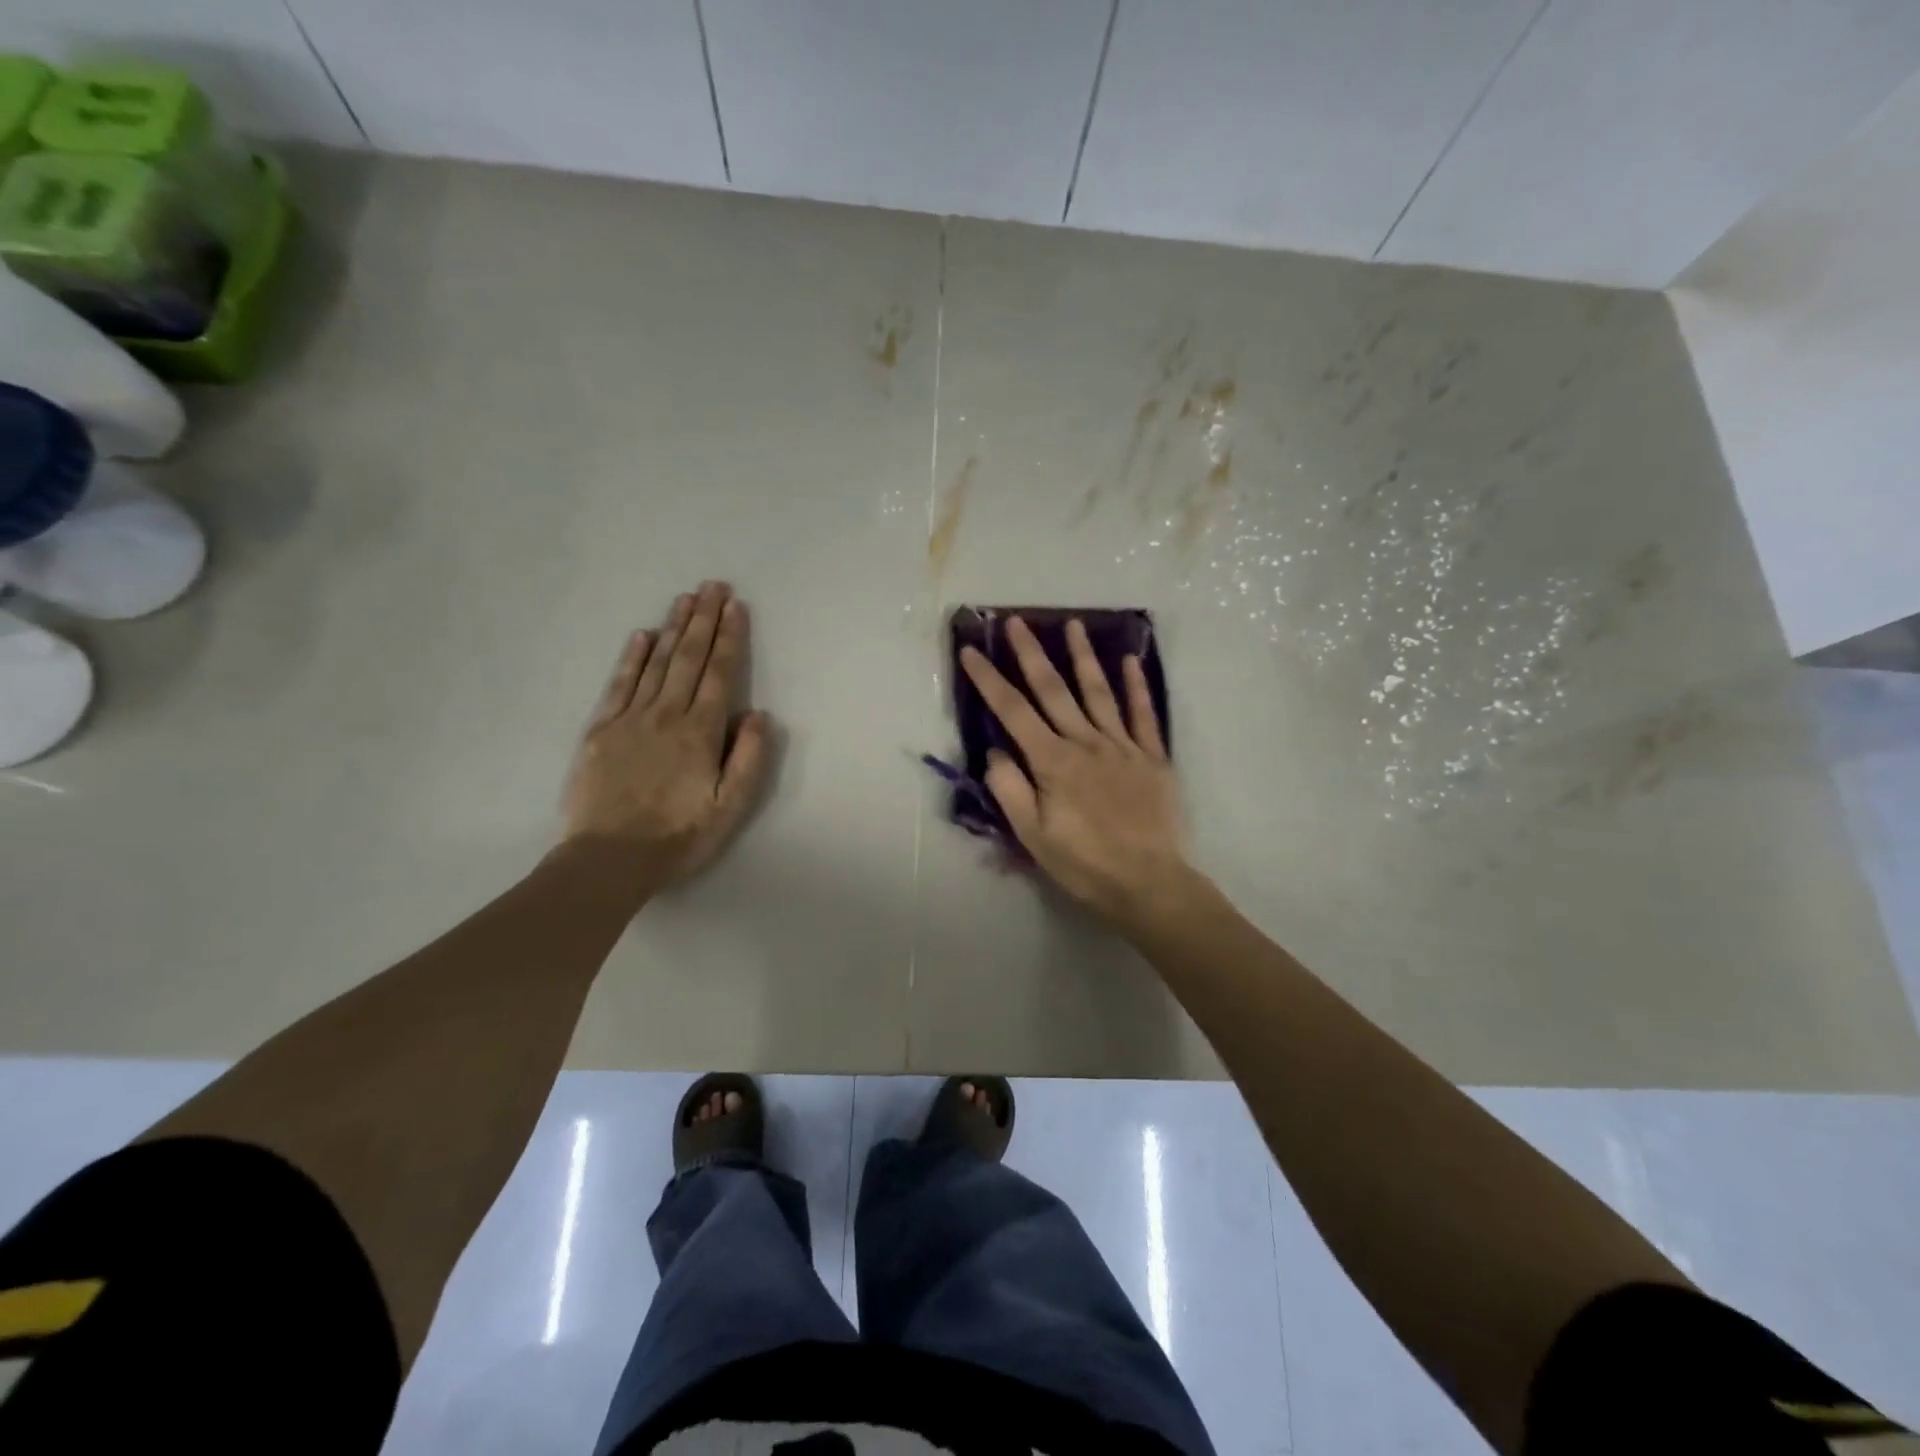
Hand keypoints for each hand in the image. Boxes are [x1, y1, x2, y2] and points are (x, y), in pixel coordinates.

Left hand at [563, 581, 773, 885]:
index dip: (730, 638)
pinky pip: (619, 684)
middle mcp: (667, 714)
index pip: (720, 674)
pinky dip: (632, 657)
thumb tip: (758, 714)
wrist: (609, 858)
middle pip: (689, 658)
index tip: (736, 607)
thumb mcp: (730, 806)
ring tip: (685, 599)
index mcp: (700, 732)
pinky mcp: (600, 730)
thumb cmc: (678, 835)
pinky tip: (642, 636)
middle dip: (704, 619)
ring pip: (656, 663)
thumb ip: (748, 758)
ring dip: (673, 628)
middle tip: (713, 586)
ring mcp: (630, 719)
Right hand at [960, 616, 1190, 925]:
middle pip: (1054, 690)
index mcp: (1053, 762)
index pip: (1013, 712)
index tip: (972, 651)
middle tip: (1016, 621)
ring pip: (1099, 692)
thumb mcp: (1033, 836)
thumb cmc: (1084, 864)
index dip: (989, 680)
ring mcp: (1122, 746)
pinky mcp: (1152, 757)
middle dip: (1031, 654)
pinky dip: (1137, 687)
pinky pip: (1144, 715)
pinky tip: (1131, 662)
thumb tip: (996, 751)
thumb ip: (1010, 790)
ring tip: (1073, 624)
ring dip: (1083, 657)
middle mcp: (1086, 743)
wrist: (1149, 883)